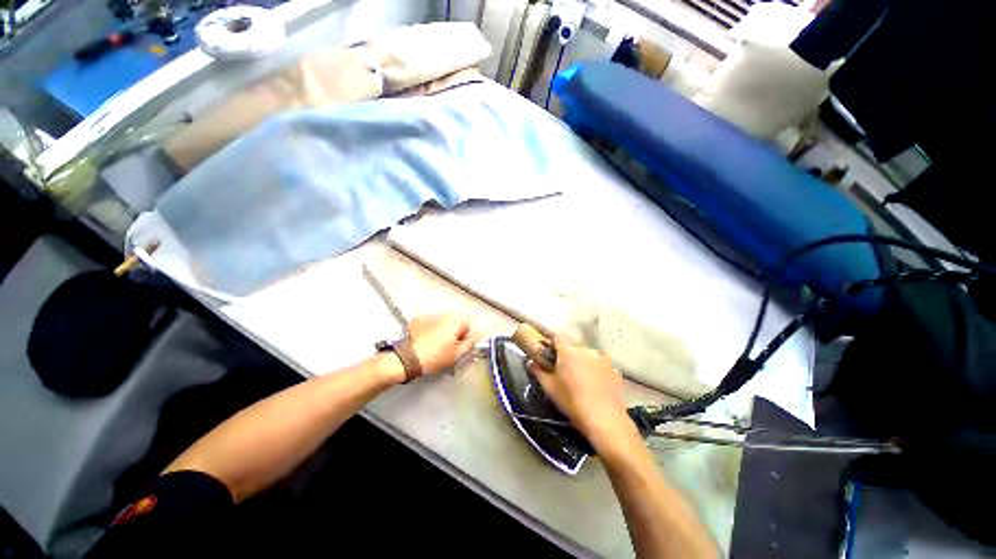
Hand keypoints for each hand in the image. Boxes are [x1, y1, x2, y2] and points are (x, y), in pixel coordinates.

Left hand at [407, 314, 479, 374]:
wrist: (410, 359)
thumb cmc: (434, 357)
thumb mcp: (458, 353)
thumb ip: (470, 342)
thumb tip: (477, 334)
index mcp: (455, 321)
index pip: (468, 325)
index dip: (465, 337)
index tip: (460, 346)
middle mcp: (443, 315)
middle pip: (455, 322)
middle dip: (454, 332)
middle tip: (449, 347)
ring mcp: (430, 316)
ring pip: (442, 322)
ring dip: (442, 331)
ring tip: (436, 346)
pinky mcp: (418, 320)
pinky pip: (429, 324)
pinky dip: (430, 330)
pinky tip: (427, 341)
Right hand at [528, 336, 638, 447]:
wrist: (605, 420)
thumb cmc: (572, 402)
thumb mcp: (550, 388)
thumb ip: (538, 372)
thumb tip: (531, 362)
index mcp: (569, 351)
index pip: (558, 337)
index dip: (553, 343)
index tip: (550, 353)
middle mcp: (587, 350)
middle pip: (574, 346)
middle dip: (569, 354)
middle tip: (565, 370)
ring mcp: (603, 359)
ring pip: (589, 355)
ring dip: (584, 361)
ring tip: (582, 379)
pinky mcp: (615, 370)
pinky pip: (602, 365)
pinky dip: (597, 370)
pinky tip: (596, 385)